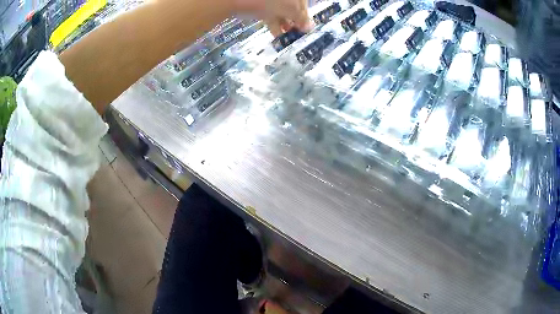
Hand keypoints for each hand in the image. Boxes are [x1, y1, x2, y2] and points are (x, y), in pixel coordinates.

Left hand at [234, 0, 312, 35]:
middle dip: (295, 22)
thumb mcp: (291, 9)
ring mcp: (270, 0)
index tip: (305, 29)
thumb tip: (310, 27)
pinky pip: (270, 15)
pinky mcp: (259, 5)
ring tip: (287, 38)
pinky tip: (277, 36)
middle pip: (293, 8)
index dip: (305, 17)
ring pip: (281, 12)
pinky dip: (274, 25)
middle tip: (296, 34)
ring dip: (285, 25)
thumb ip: (301, 17)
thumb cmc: (270, 0)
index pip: (303, 4)